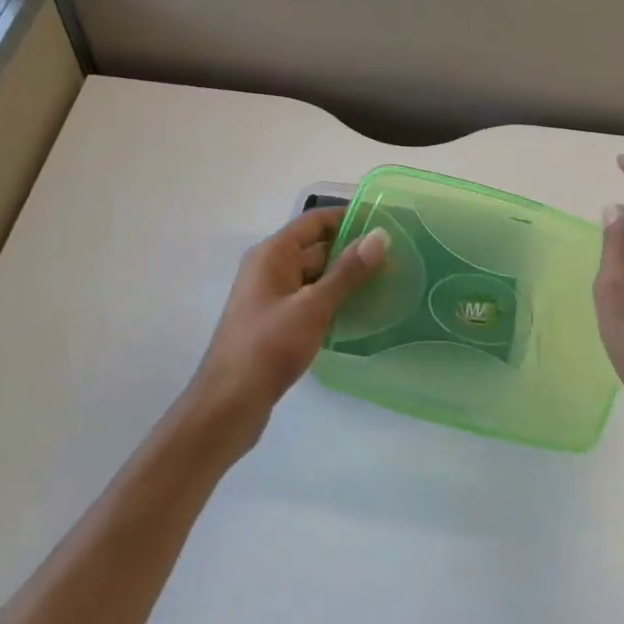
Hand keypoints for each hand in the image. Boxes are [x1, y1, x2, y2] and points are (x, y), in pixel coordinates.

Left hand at [187, 208, 387, 445]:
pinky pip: (309, 301)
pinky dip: (332, 302)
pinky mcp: (275, 324)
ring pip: (314, 277)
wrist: (228, 405)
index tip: (385, 223)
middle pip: (316, 248)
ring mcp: (270, 298)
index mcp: (272, 254)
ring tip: (386, 284)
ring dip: (345, 279)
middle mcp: (268, 269)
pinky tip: (360, 313)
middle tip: (395, 259)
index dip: (348, 218)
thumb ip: (348, 271)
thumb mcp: (313, 306)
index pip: (314, 221)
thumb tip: (380, 236)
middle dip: (352, 251)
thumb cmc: (269, 347)